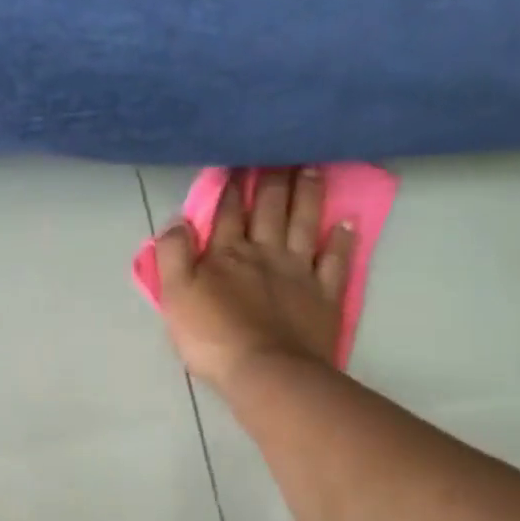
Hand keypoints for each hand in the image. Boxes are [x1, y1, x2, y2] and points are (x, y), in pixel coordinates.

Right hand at [154, 167, 356, 390]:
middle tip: (281, 148)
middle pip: (270, 208)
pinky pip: (335, 261)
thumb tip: (178, 222)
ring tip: (313, 167)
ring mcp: (299, 273)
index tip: (236, 159)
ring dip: (307, 195)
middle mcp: (265, 253)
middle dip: (273, 177)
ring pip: (304, 223)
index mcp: (227, 254)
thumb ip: (172, 255)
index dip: (229, 186)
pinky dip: (342, 241)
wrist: (267, 372)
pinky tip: (347, 223)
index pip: (227, 212)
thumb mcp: (175, 296)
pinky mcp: (324, 296)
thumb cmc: (213, 337)